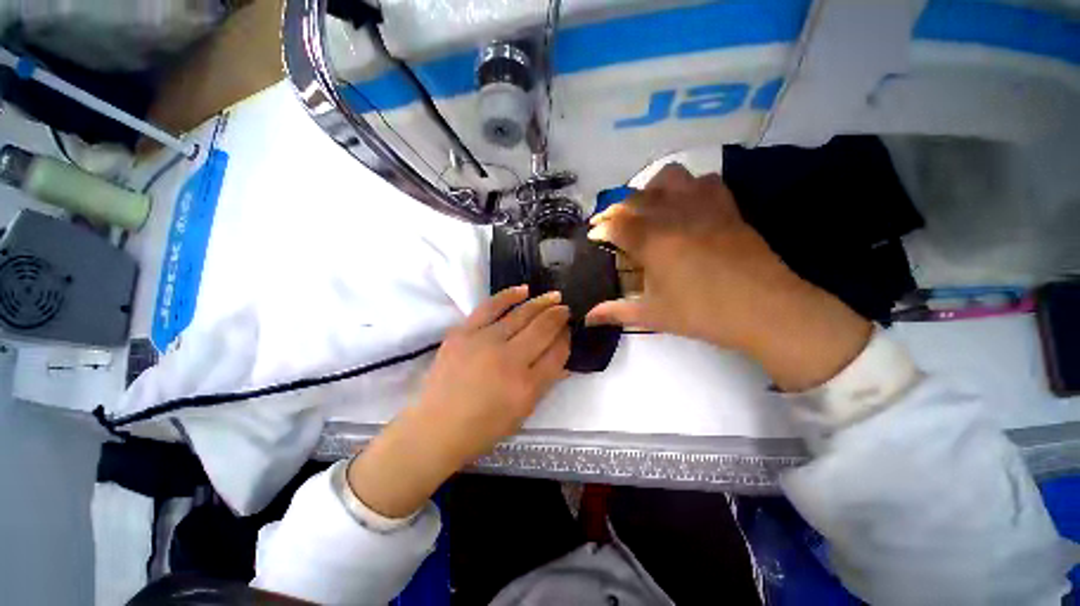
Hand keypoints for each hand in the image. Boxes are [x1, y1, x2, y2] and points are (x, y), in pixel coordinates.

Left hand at [348, 286, 570, 517]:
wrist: (438, 426)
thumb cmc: (484, 426)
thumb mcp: (524, 411)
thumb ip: (546, 379)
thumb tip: (561, 351)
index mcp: (527, 386)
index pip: (557, 353)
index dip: (566, 338)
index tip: (569, 329)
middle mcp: (509, 360)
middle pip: (543, 329)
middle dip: (559, 316)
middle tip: (566, 308)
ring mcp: (485, 342)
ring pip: (521, 314)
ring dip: (541, 303)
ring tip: (554, 296)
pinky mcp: (464, 332)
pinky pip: (491, 306)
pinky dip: (509, 295)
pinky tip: (524, 290)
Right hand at [586, 164, 870, 391]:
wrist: (765, 309)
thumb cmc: (703, 314)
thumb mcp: (653, 316)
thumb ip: (616, 312)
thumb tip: (588, 318)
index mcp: (653, 242)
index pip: (615, 223)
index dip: (599, 227)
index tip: (593, 235)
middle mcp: (673, 215)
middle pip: (635, 198)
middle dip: (616, 209)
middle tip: (612, 225)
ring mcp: (703, 206)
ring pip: (668, 178)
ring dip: (650, 189)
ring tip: (647, 208)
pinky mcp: (727, 207)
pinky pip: (704, 181)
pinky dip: (688, 186)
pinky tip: (685, 204)